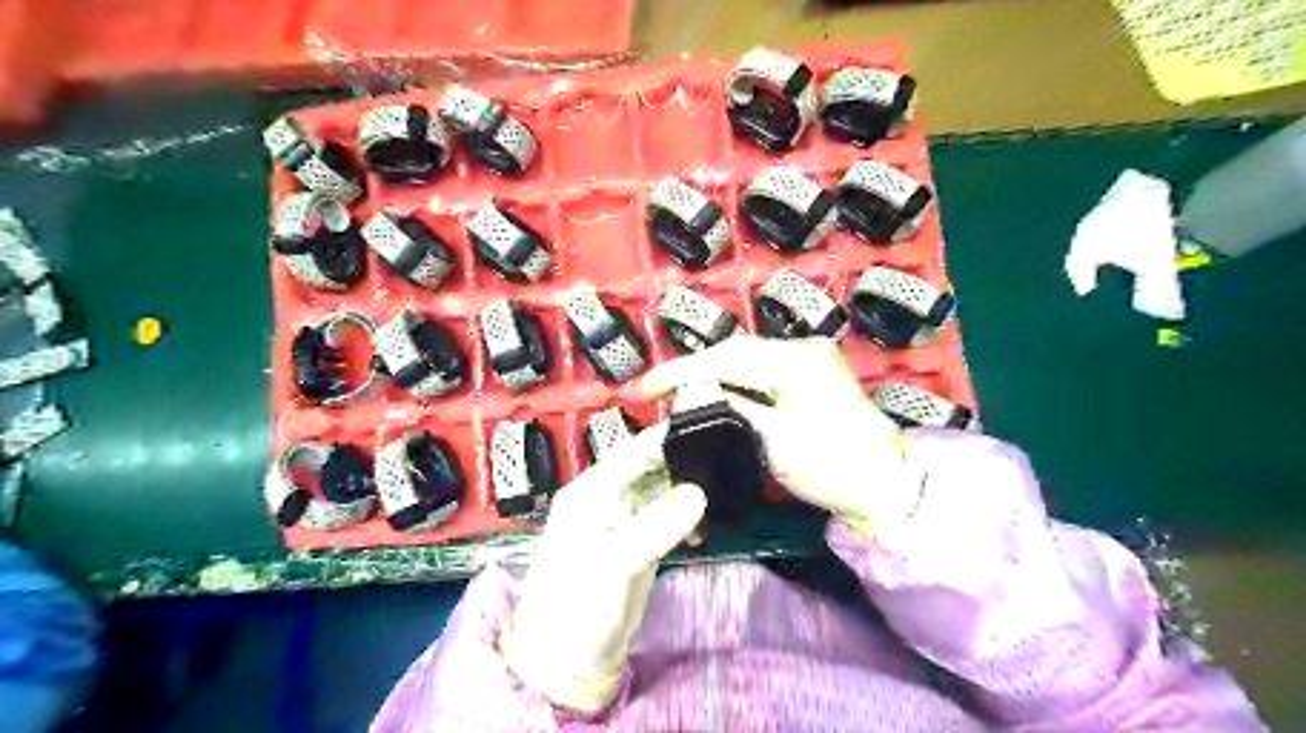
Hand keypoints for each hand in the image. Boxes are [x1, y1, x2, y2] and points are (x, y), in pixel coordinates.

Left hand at [501, 420, 703, 712]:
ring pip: (661, 490)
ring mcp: (623, 519)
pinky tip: (706, 524)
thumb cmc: (578, 605)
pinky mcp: (636, 541)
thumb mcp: (616, 564)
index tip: (708, 424)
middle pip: (650, 465)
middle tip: (727, 454)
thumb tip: (700, 493)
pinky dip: (686, 516)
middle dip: (685, 459)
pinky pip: (666, 516)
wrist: (565, 659)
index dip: (668, 435)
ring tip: (725, 485)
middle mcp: (607, 497)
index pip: (634, 450)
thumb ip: (656, 526)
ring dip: (689, 487)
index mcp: (592, 490)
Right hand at [640, 339, 909, 538]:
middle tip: (654, 392)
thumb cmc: (834, 468)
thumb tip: (693, 395)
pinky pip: (761, 371)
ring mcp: (808, 359)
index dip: (680, 371)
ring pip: (746, 360)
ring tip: (675, 393)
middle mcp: (802, 349)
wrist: (886, 484)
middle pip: (734, 352)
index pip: (726, 358)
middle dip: (693, 370)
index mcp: (796, 362)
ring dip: (710, 375)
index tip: (642, 388)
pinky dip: (733, 382)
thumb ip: (732, 411)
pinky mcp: (809, 375)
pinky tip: (713, 394)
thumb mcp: (776, 444)